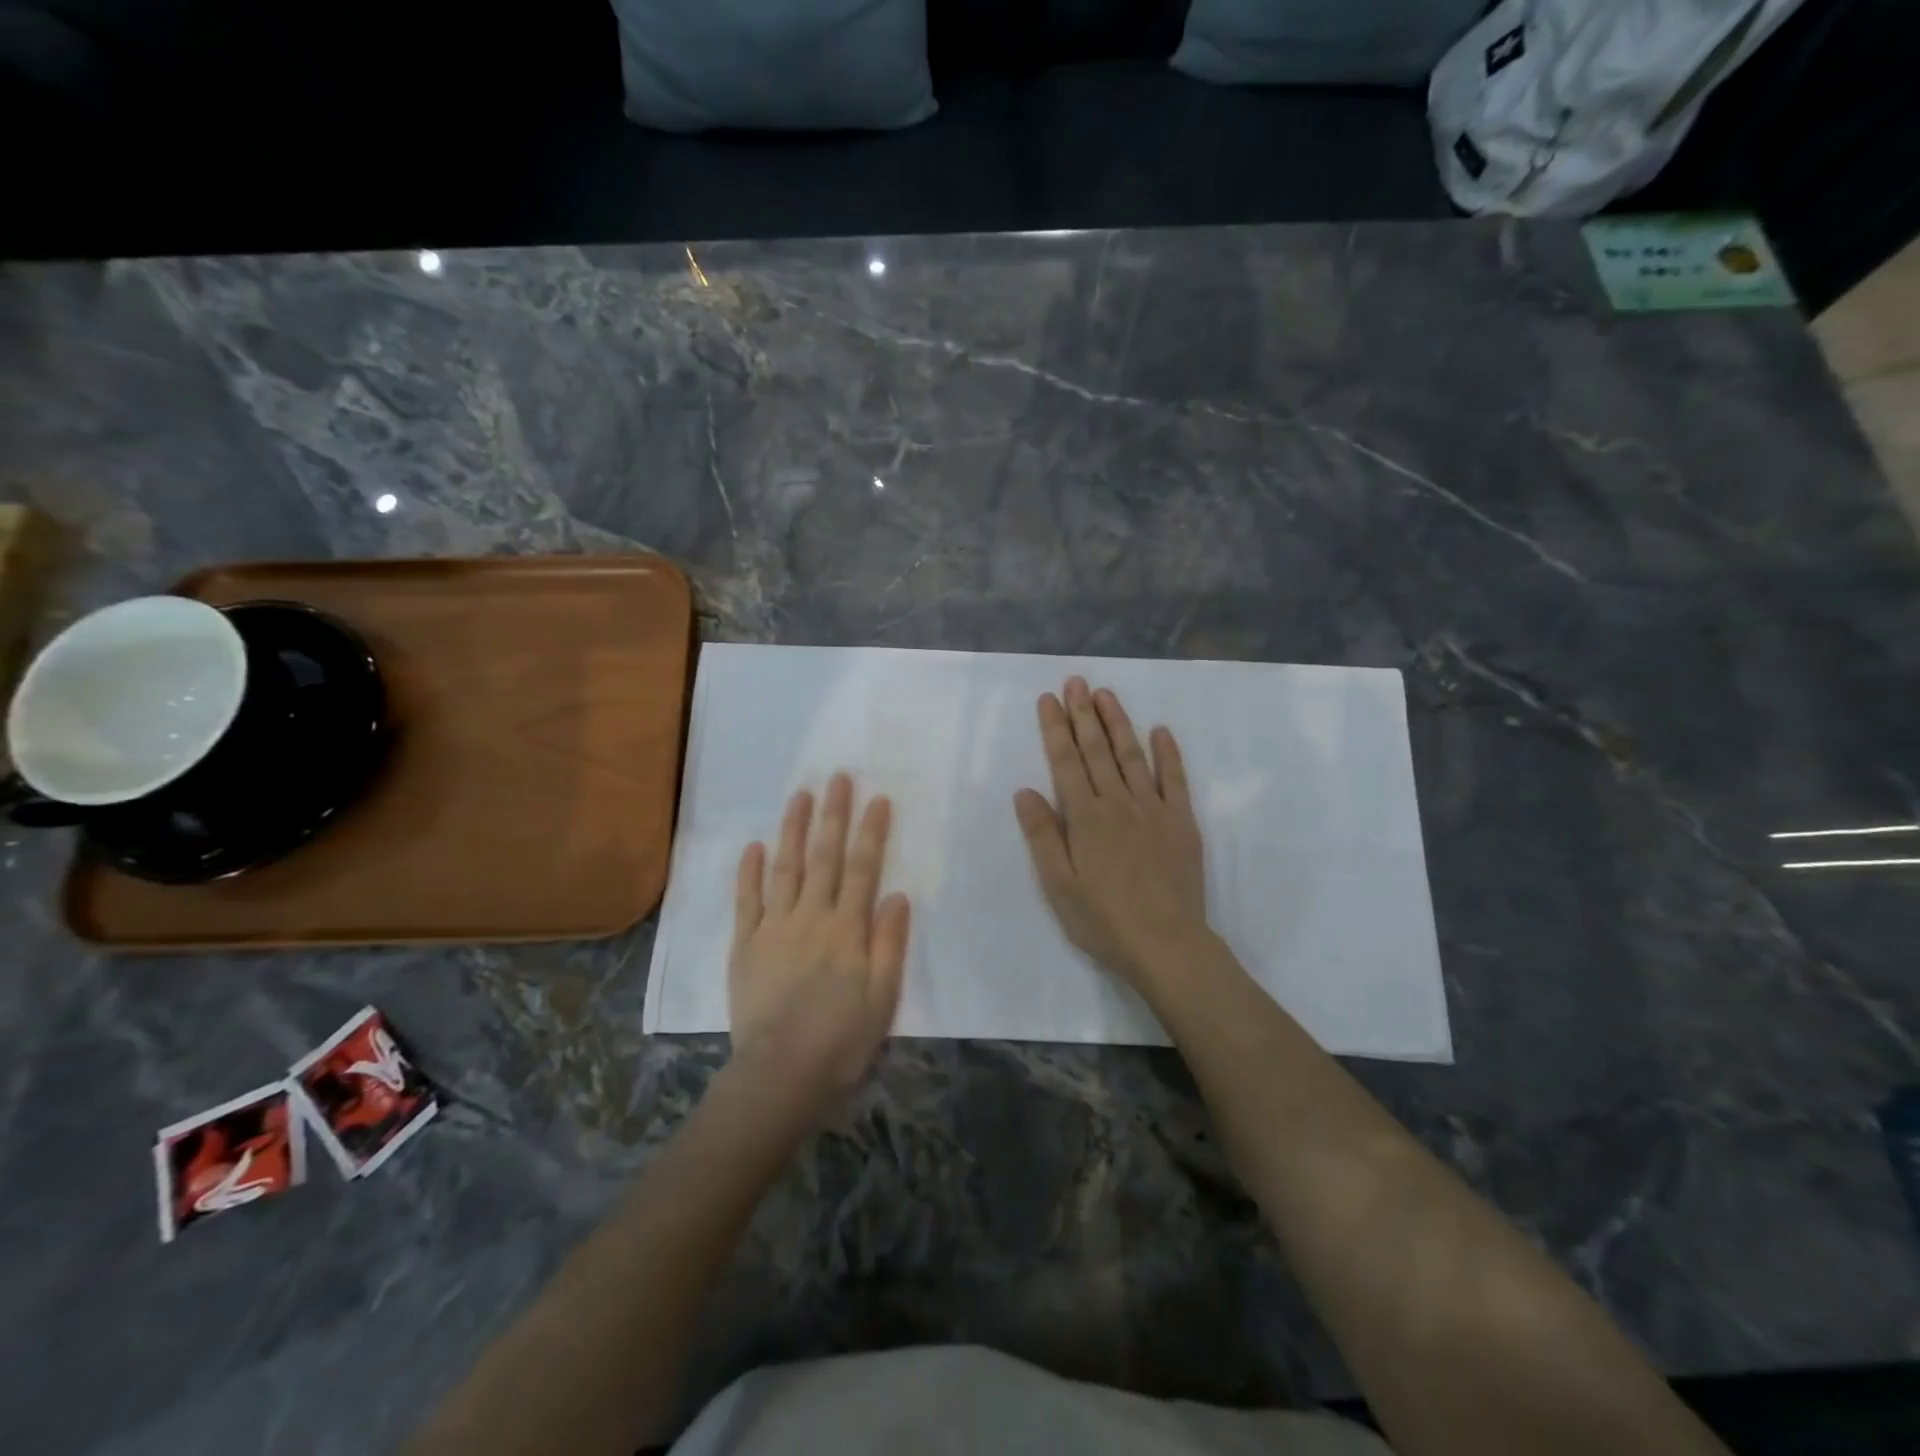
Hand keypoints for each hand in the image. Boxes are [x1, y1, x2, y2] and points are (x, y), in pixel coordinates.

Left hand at [729, 772, 910, 1110]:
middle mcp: (810, 918)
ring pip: (785, 868)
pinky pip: (747, 901)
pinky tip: (753, 846)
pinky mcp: (745, 945)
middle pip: (824, 858)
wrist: (780, 1075)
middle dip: (832, 815)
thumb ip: (889, 943)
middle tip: (837, 778)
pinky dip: (749, 872)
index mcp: (847, 930)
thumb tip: (897, 894)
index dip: (871, 832)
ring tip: (799, 795)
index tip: (877, 798)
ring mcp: (773, 928)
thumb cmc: (841, 1040)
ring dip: (792, 829)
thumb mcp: (882, 997)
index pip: (863, 869)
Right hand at [1013, 677, 1210, 994]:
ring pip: (1132, 755)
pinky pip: (1175, 779)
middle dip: (1083, 713)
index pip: (1066, 762)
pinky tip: (1160, 731)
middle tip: (1076, 681)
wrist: (1166, 943)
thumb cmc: (1102, 919)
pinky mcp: (1181, 821)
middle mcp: (1117, 802)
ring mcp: (1153, 809)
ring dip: (1118, 723)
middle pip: (1097, 750)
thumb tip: (1025, 790)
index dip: (1056, 728)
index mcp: (1084, 817)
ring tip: (1106, 694)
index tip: (1049, 699)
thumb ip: (1042, 834)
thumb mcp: (1058, 884)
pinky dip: (1168, 753)